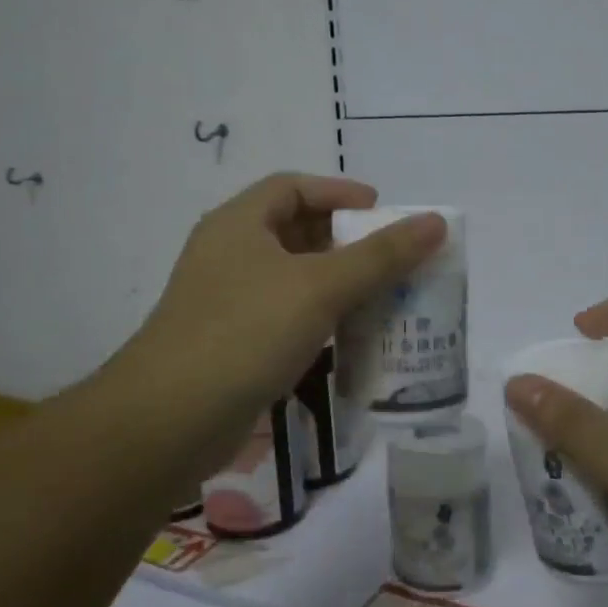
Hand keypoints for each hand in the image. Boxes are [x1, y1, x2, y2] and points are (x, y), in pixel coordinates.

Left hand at [119, 174, 442, 475]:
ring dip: (335, 283)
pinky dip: (317, 318)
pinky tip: (346, 338)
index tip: (383, 211)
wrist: (171, 419)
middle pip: (293, 231)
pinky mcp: (230, 342)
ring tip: (381, 297)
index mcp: (238, 223)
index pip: (292, 187)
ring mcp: (225, 300)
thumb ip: (381, 255)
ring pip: (290, 278)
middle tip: (389, 258)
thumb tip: (436, 223)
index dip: (339, 193)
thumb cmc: (246, 333)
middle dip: (344, 241)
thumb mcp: (320, 287)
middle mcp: (228, 254)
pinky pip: (283, 315)